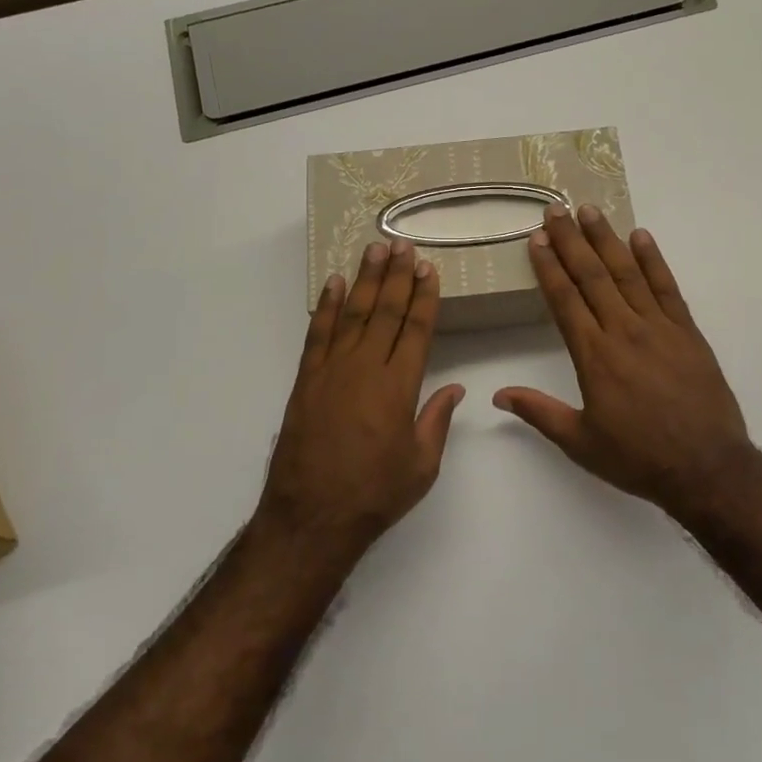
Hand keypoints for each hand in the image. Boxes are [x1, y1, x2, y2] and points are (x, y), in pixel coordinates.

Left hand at [257, 239, 464, 563]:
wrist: (311, 517)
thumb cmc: (374, 494)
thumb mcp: (422, 465)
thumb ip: (437, 420)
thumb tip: (455, 387)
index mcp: (399, 386)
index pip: (416, 329)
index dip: (424, 296)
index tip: (429, 269)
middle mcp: (366, 368)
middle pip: (386, 311)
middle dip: (397, 276)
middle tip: (403, 244)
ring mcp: (332, 370)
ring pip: (354, 314)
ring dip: (366, 280)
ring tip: (374, 249)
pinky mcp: (306, 380)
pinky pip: (318, 333)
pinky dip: (327, 306)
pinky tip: (335, 283)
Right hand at [495, 205, 753, 517]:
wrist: (708, 468)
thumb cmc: (638, 458)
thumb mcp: (581, 443)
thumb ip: (539, 412)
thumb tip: (498, 394)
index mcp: (594, 356)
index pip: (565, 300)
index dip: (549, 267)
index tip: (537, 239)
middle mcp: (623, 331)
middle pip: (592, 276)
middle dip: (572, 241)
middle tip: (556, 210)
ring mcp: (659, 327)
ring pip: (627, 273)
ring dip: (607, 239)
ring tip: (590, 211)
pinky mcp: (688, 331)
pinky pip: (667, 287)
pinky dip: (654, 260)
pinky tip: (641, 236)